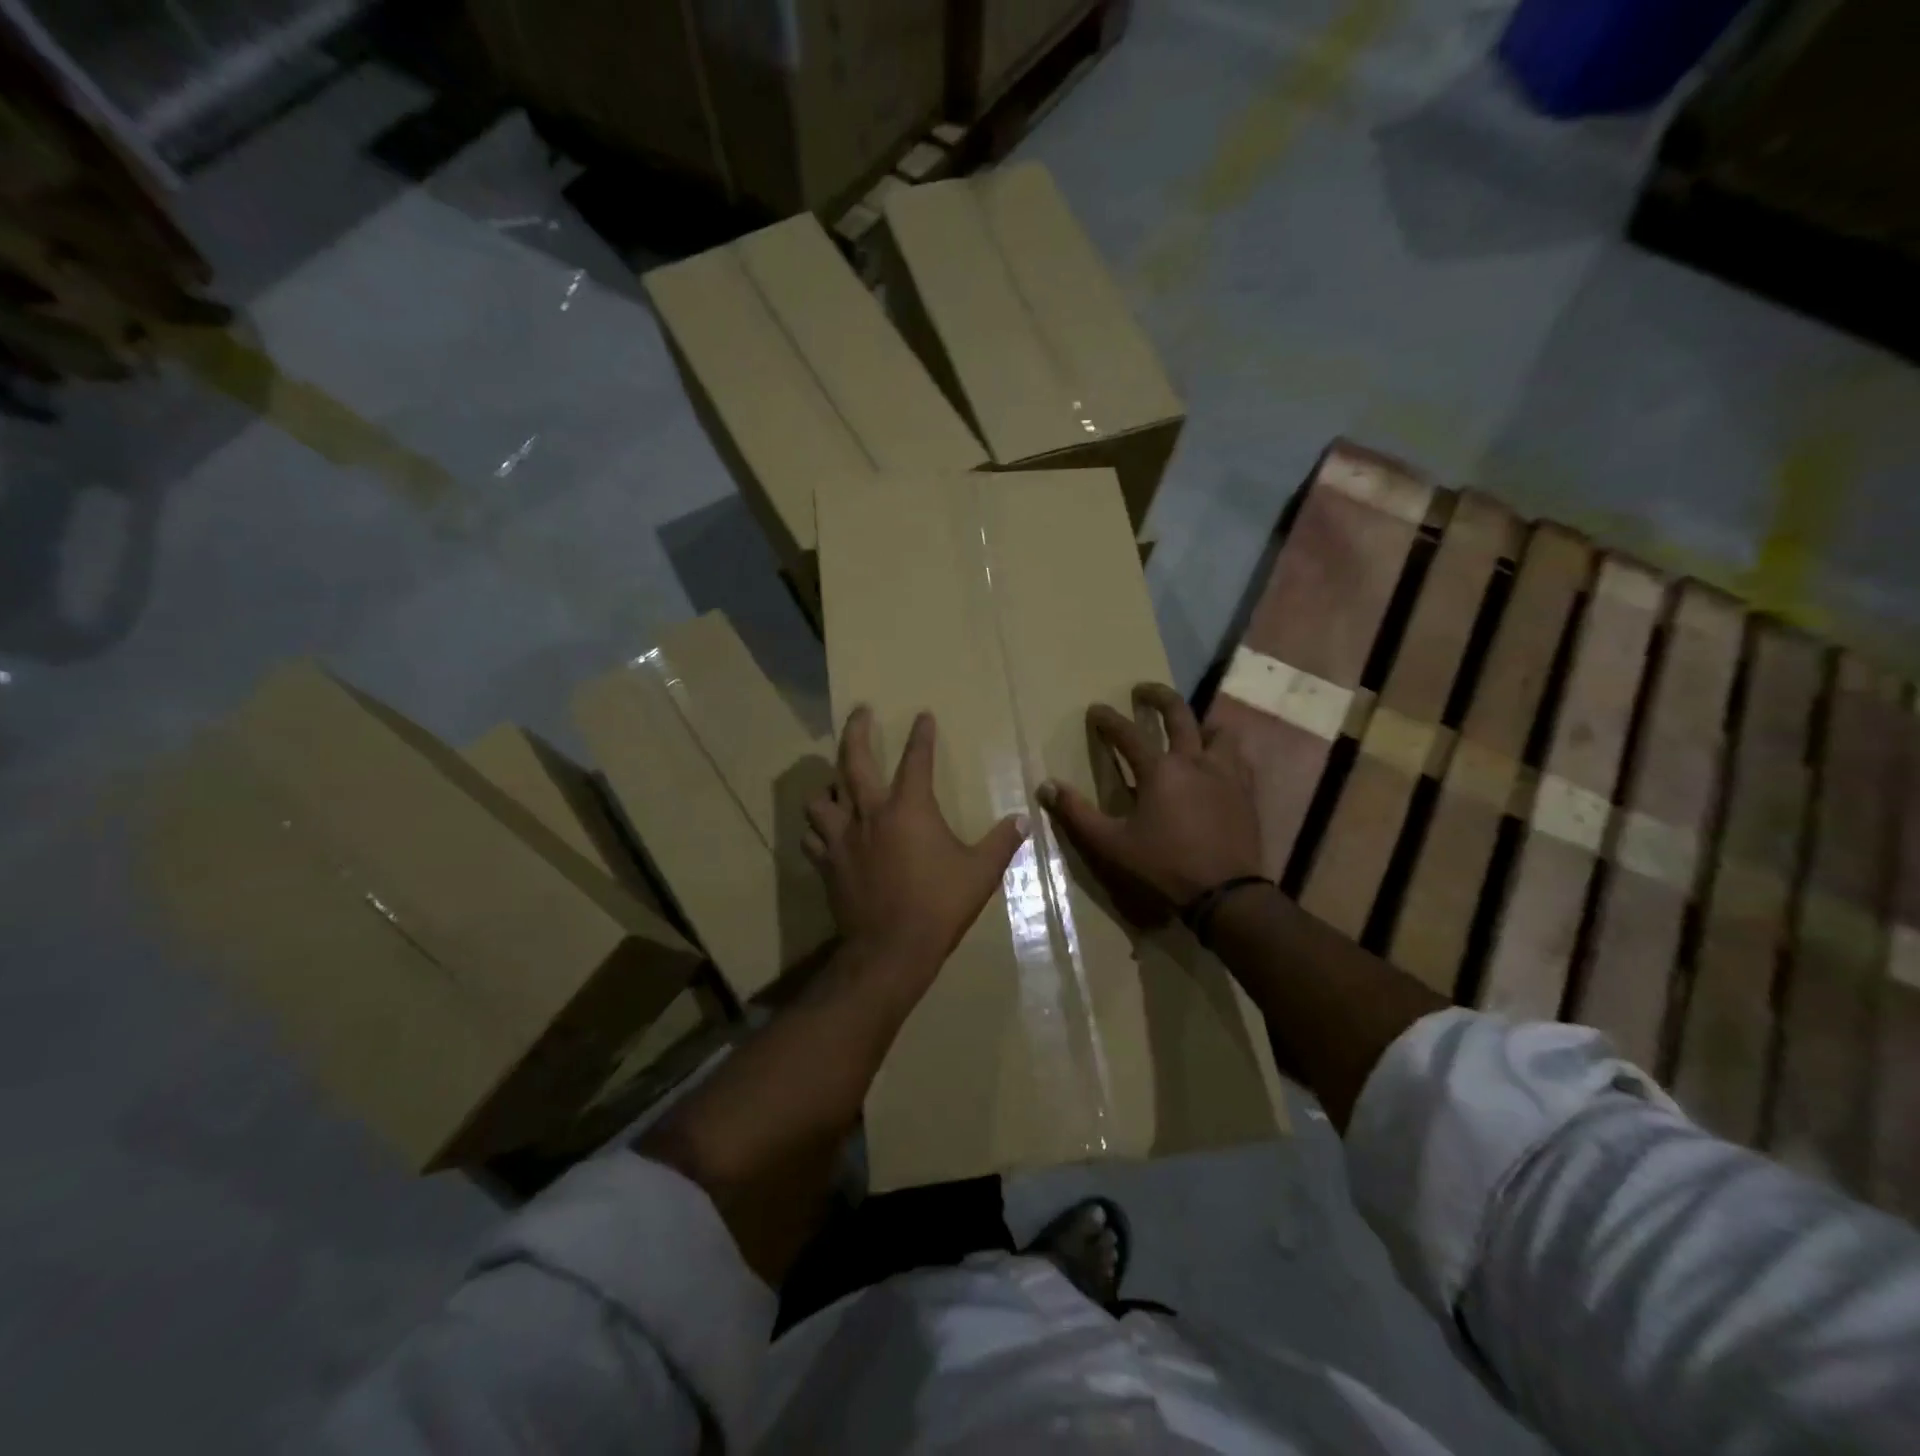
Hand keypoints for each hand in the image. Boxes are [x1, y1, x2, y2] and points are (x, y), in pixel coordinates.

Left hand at [804, 707, 1027, 988]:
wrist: (891, 948)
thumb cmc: (940, 905)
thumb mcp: (981, 872)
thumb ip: (1001, 842)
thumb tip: (1022, 820)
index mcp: (909, 808)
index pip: (916, 759)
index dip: (921, 735)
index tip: (922, 716)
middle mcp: (870, 813)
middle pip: (854, 760)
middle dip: (857, 731)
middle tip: (860, 711)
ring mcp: (842, 837)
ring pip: (821, 797)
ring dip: (828, 784)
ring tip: (835, 781)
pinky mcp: (827, 863)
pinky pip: (812, 836)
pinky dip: (816, 827)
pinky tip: (822, 829)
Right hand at [1038, 683, 1263, 926]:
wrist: (1225, 894)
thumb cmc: (1163, 867)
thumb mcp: (1111, 844)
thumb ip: (1077, 813)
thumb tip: (1046, 787)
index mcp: (1159, 770)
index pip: (1127, 733)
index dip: (1108, 719)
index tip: (1096, 709)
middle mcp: (1194, 761)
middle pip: (1178, 713)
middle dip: (1158, 696)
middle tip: (1143, 690)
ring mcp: (1225, 774)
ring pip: (1217, 731)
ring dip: (1199, 723)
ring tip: (1190, 728)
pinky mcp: (1245, 792)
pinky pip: (1238, 757)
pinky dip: (1224, 751)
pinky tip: (1218, 762)